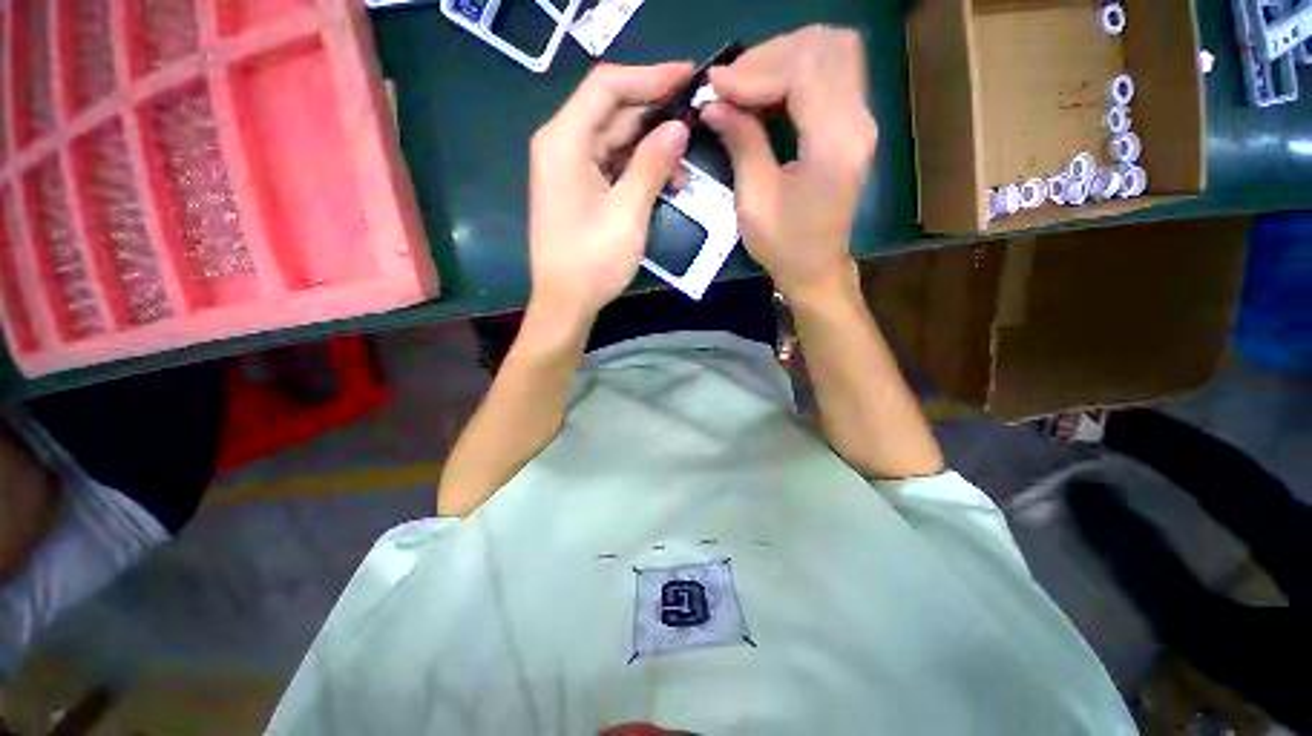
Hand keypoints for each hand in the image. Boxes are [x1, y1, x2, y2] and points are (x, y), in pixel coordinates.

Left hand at [528, 63, 692, 327]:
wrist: (565, 302)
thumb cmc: (593, 262)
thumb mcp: (628, 213)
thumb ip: (651, 165)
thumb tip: (677, 127)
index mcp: (564, 141)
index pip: (608, 87)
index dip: (649, 77)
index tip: (689, 77)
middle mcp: (561, 145)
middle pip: (611, 112)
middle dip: (654, 116)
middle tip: (695, 122)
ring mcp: (568, 168)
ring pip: (614, 140)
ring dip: (650, 148)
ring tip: (683, 165)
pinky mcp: (577, 188)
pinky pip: (610, 165)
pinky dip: (637, 169)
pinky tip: (663, 182)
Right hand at [703, 26, 876, 301]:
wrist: (816, 269)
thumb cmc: (783, 246)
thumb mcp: (754, 201)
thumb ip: (741, 143)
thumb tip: (714, 103)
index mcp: (834, 144)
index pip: (803, 71)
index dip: (755, 71)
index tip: (715, 87)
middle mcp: (858, 121)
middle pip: (824, 47)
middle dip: (770, 56)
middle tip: (730, 83)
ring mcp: (862, 120)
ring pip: (832, 52)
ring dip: (784, 58)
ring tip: (746, 84)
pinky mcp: (854, 125)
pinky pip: (832, 74)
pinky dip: (796, 72)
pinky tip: (767, 93)